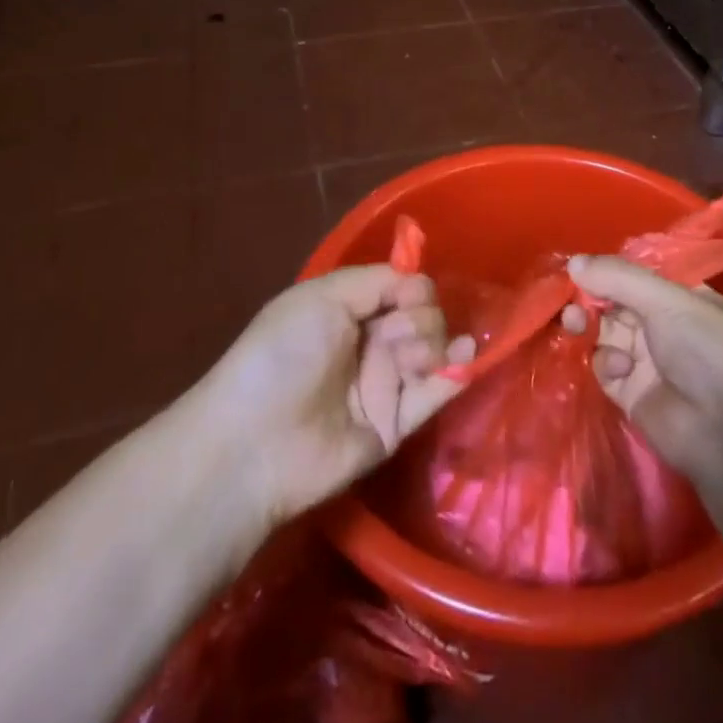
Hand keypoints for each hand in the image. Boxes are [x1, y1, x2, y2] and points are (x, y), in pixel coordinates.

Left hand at [192, 266, 475, 524]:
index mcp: (349, 312)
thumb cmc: (283, 355)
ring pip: (433, 349)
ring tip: (415, 358)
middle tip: (396, 333)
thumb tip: (420, 284)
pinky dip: (456, 372)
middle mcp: (370, 344)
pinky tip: (466, 355)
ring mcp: (385, 385)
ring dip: (434, 342)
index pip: (401, 288)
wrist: (256, 441)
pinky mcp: (397, 424)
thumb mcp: (321, 297)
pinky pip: (435, 394)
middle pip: (422, 316)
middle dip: (421, 317)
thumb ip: (377, 281)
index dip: (413, 288)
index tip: (410, 294)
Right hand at [562, 254, 722, 484]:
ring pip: (604, 333)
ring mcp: (646, 359)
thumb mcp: (666, 300)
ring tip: (576, 323)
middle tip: (569, 299)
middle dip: (590, 298)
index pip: (635, 276)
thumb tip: (573, 262)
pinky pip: (603, 366)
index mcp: (680, 297)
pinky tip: (618, 367)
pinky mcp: (630, 392)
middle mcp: (662, 325)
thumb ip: (618, 278)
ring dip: (587, 325)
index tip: (579, 268)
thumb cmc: (706, 349)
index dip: (607, 271)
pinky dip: (604, 362)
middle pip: (615, 303)